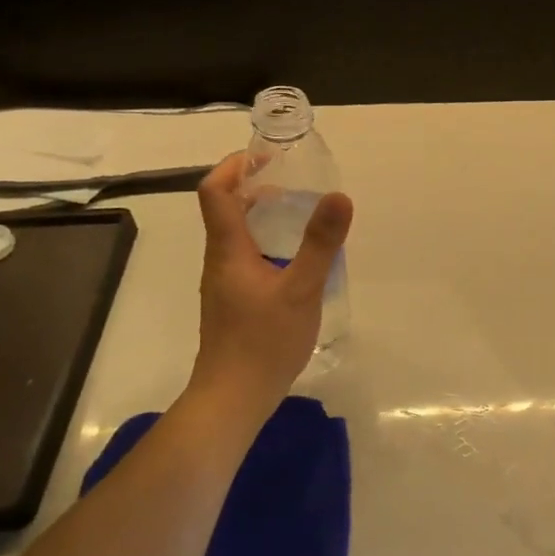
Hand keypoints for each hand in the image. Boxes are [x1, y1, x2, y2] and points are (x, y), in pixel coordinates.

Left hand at [186, 151, 353, 416]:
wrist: (233, 399)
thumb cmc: (263, 342)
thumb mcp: (302, 289)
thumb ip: (321, 243)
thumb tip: (340, 196)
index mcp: (228, 249)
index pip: (214, 191)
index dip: (234, 165)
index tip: (267, 156)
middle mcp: (219, 260)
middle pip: (226, 209)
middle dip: (257, 187)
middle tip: (297, 183)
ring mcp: (224, 284)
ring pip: (238, 235)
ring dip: (264, 216)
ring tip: (303, 216)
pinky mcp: (233, 302)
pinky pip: (247, 258)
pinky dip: (269, 243)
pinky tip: (297, 261)